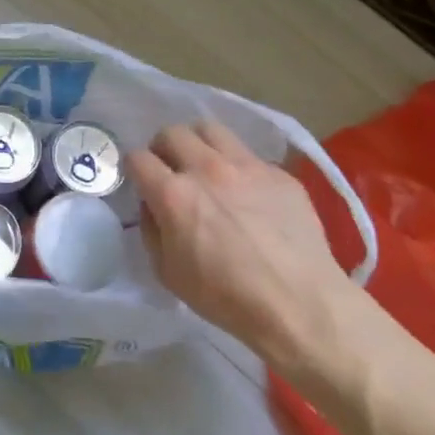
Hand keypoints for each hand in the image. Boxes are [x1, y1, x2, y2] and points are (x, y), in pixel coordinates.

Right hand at [128, 121, 357, 370]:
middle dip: (163, 149)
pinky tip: (246, 192)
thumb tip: (154, 207)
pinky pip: (248, 154)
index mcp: (174, 194)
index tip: (141, 182)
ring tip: (204, 165)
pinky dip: (237, 166)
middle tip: (171, 170)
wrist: (301, 305)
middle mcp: (206, 169)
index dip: (134, 169)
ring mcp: (246, 166)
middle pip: (171, 132)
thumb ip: (152, 230)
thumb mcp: (167, 272)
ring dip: (198, 143)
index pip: (138, 158)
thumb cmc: (226, 297)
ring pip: (210, 129)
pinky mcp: (279, 173)